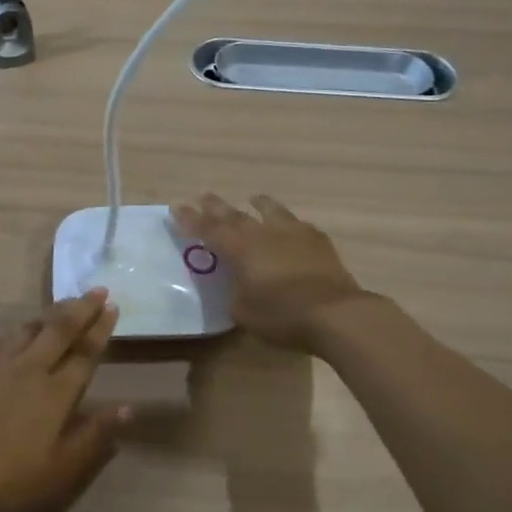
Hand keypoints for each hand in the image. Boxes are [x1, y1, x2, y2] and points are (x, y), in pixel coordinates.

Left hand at [0, 292, 126, 511]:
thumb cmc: (9, 478)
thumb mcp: (61, 468)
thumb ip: (94, 434)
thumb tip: (128, 408)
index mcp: (56, 393)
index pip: (85, 352)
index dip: (101, 329)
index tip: (112, 307)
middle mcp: (31, 369)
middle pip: (60, 329)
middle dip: (82, 307)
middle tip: (98, 289)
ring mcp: (0, 365)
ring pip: (31, 327)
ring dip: (52, 312)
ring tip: (66, 303)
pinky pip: (3, 338)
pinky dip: (21, 327)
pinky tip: (22, 328)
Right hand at [173, 194, 369, 351]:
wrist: (335, 313)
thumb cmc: (282, 315)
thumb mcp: (244, 312)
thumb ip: (235, 293)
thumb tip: (237, 285)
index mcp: (240, 249)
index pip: (208, 229)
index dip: (191, 219)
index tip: (176, 206)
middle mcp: (264, 233)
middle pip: (235, 215)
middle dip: (216, 207)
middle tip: (203, 196)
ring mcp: (294, 233)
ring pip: (271, 211)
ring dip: (259, 204)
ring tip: (253, 198)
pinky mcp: (318, 241)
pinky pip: (297, 225)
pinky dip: (287, 222)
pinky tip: (290, 225)